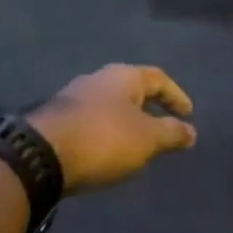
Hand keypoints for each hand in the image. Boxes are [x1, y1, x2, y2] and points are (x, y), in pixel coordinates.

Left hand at [30, 65, 197, 194]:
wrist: (40, 155)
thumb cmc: (104, 139)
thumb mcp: (147, 139)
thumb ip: (172, 133)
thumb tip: (191, 131)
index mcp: (124, 76)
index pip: (159, 79)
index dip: (177, 96)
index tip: (188, 115)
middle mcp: (98, 78)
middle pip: (132, 89)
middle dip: (149, 107)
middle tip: (163, 126)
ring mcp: (73, 96)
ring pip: (109, 104)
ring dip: (126, 120)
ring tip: (137, 142)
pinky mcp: (55, 118)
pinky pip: (91, 120)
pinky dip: (106, 131)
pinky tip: (107, 149)